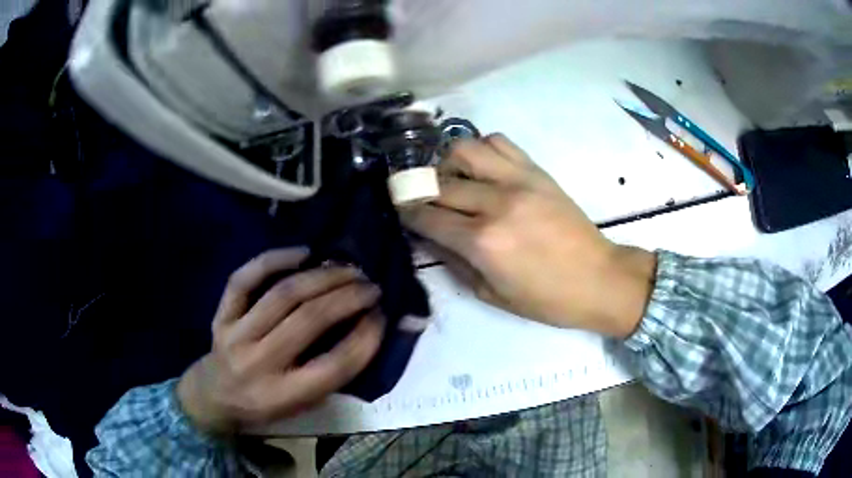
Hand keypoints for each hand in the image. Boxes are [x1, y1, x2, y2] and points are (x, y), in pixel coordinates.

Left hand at [177, 248, 384, 434]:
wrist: (214, 396)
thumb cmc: (265, 405)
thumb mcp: (302, 405)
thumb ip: (332, 375)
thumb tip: (369, 332)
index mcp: (284, 395)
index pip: (334, 365)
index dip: (365, 338)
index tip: (382, 316)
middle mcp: (259, 363)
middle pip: (309, 321)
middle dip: (348, 297)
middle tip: (371, 286)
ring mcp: (236, 335)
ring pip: (282, 295)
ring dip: (322, 277)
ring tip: (347, 269)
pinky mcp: (222, 315)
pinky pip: (244, 279)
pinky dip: (273, 260)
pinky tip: (302, 253)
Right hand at [401, 134, 655, 337]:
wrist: (598, 278)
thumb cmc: (546, 299)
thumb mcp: (491, 294)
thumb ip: (454, 262)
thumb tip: (428, 237)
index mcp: (482, 242)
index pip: (426, 217)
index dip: (406, 213)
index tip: (401, 212)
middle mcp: (495, 203)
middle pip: (439, 183)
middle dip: (420, 191)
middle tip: (420, 200)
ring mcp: (518, 180)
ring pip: (465, 149)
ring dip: (448, 163)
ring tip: (452, 180)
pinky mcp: (536, 171)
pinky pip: (499, 143)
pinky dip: (482, 150)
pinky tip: (483, 169)